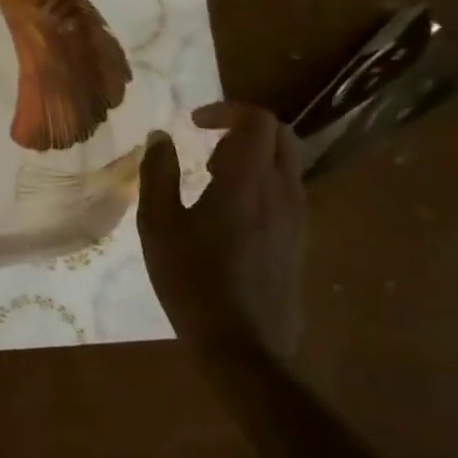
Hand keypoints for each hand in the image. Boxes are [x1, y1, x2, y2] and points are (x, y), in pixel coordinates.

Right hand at [137, 102, 307, 360]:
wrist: (244, 348)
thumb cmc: (192, 280)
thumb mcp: (158, 224)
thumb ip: (158, 173)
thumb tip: (161, 138)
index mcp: (247, 181)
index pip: (256, 120)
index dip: (225, 110)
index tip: (193, 123)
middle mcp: (281, 192)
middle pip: (280, 135)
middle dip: (242, 127)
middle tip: (205, 142)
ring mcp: (297, 218)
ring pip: (287, 163)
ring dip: (253, 154)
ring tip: (212, 176)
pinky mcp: (299, 241)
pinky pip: (287, 190)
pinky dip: (261, 180)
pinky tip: (230, 210)